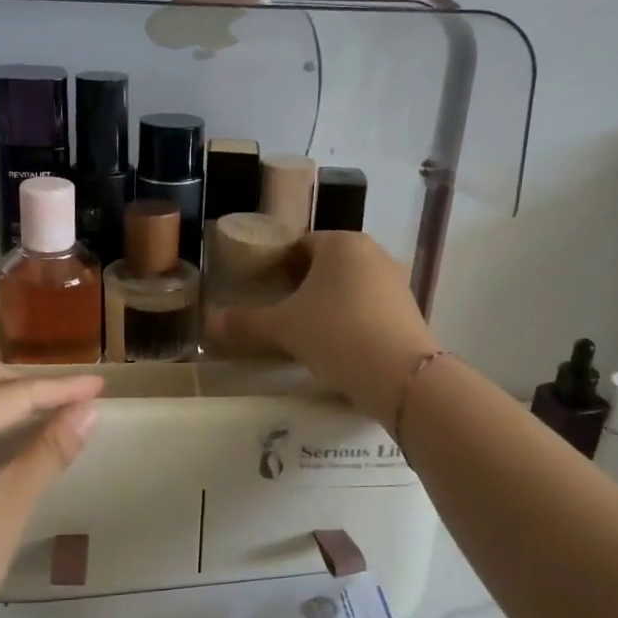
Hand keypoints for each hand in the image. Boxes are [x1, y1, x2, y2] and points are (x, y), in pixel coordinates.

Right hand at [206, 232, 439, 429]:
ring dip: (326, 304)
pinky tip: (336, 345)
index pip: (298, 244)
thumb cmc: (336, 334)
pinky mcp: (409, 310)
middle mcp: (372, 253)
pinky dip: (349, 320)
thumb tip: (208, 324)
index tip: (258, 289)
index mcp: (341, 242)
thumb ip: (245, 323)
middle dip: (300, 285)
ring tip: (303, 332)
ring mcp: (395, 281)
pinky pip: (368, 307)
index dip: (275, 265)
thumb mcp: (283, 328)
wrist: (401, 375)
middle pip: (325, 265)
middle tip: (276, 312)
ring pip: (348, 287)